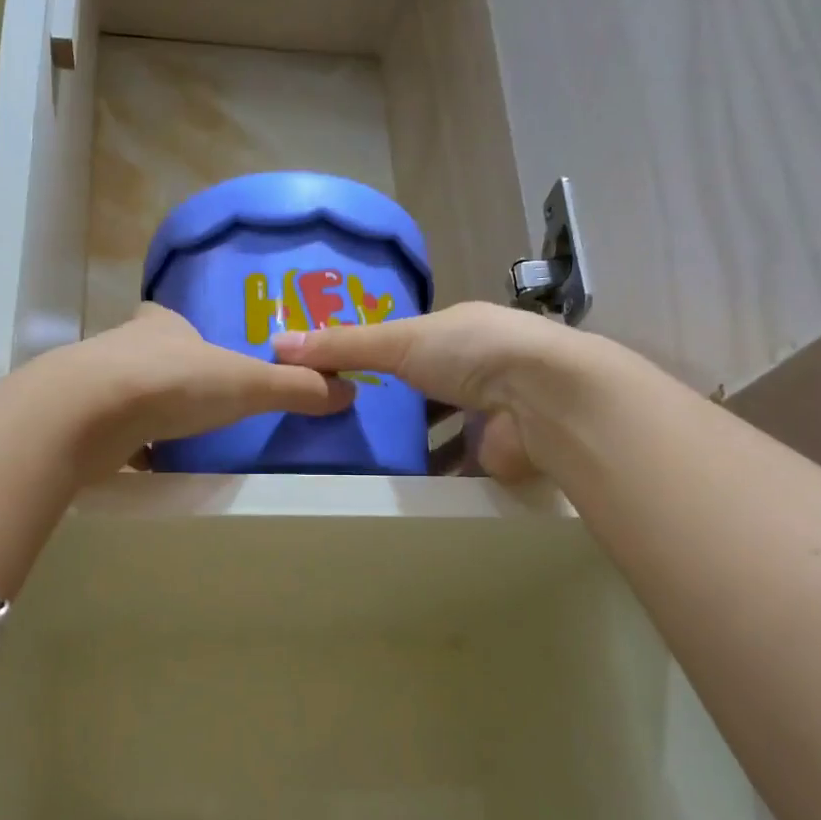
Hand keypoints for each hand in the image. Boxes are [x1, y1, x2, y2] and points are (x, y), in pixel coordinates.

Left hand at [59, 304, 354, 474]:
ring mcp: (94, 384)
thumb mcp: (247, 385)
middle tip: (195, 402)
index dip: (185, 333)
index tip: (201, 353)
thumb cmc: (173, 384)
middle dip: (167, 377)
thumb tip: (349, 392)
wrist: (88, 414)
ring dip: (144, 411)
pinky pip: (107, 433)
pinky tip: (142, 463)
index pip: (170, 319)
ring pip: (124, 394)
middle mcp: (123, 347)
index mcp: (161, 326)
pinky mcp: (76, 422)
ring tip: (173, 435)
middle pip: (147, 356)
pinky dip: (123, 446)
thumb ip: (295, 388)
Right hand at [271, 302, 596, 478]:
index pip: (415, 345)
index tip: (345, 374)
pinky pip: (459, 466)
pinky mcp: (498, 455)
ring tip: (366, 460)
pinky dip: (435, 475)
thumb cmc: (470, 354)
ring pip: (447, 431)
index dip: (382, 357)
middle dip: (398, 407)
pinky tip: (401, 486)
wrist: (543, 398)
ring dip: (417, 445)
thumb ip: (342, 345)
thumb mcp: (397, 341)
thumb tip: (277, 344)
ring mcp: (493, 414)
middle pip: (430, 390)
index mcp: (461, 333)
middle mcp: (481, 370)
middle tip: (348, 424)